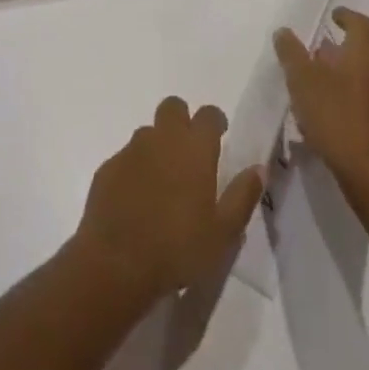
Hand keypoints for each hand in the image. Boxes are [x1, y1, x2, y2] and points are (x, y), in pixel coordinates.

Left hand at [68, 97, 263, 301]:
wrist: (118, 261)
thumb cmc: (178, 247)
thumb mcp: (223, 232)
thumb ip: (242, 195)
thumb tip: (259, 168)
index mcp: (194, 148)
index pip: (208, 114)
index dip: (215, 120)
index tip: (220, 134)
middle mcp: (162, 138)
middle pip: (173, 108)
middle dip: (183, 120)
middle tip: (190, 151)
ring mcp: (132, 149)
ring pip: (148, 132)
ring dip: (158, 146)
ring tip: (165, 181)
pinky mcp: (109, 166)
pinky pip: (127, 157)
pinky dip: (136, 169)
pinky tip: (138, 199)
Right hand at [273, 8, 368, 196]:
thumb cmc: (336, 118)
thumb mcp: (302, 81)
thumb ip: (291, 53)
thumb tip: (284, 31)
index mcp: (364, 55)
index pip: (360, 24)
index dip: (346, 17)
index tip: (333, 16)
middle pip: (367, 50)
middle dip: (345, 48)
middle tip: (322, 53)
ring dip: (349, 74)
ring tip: (322, 85)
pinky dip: (354, 97)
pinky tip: (332, 114)